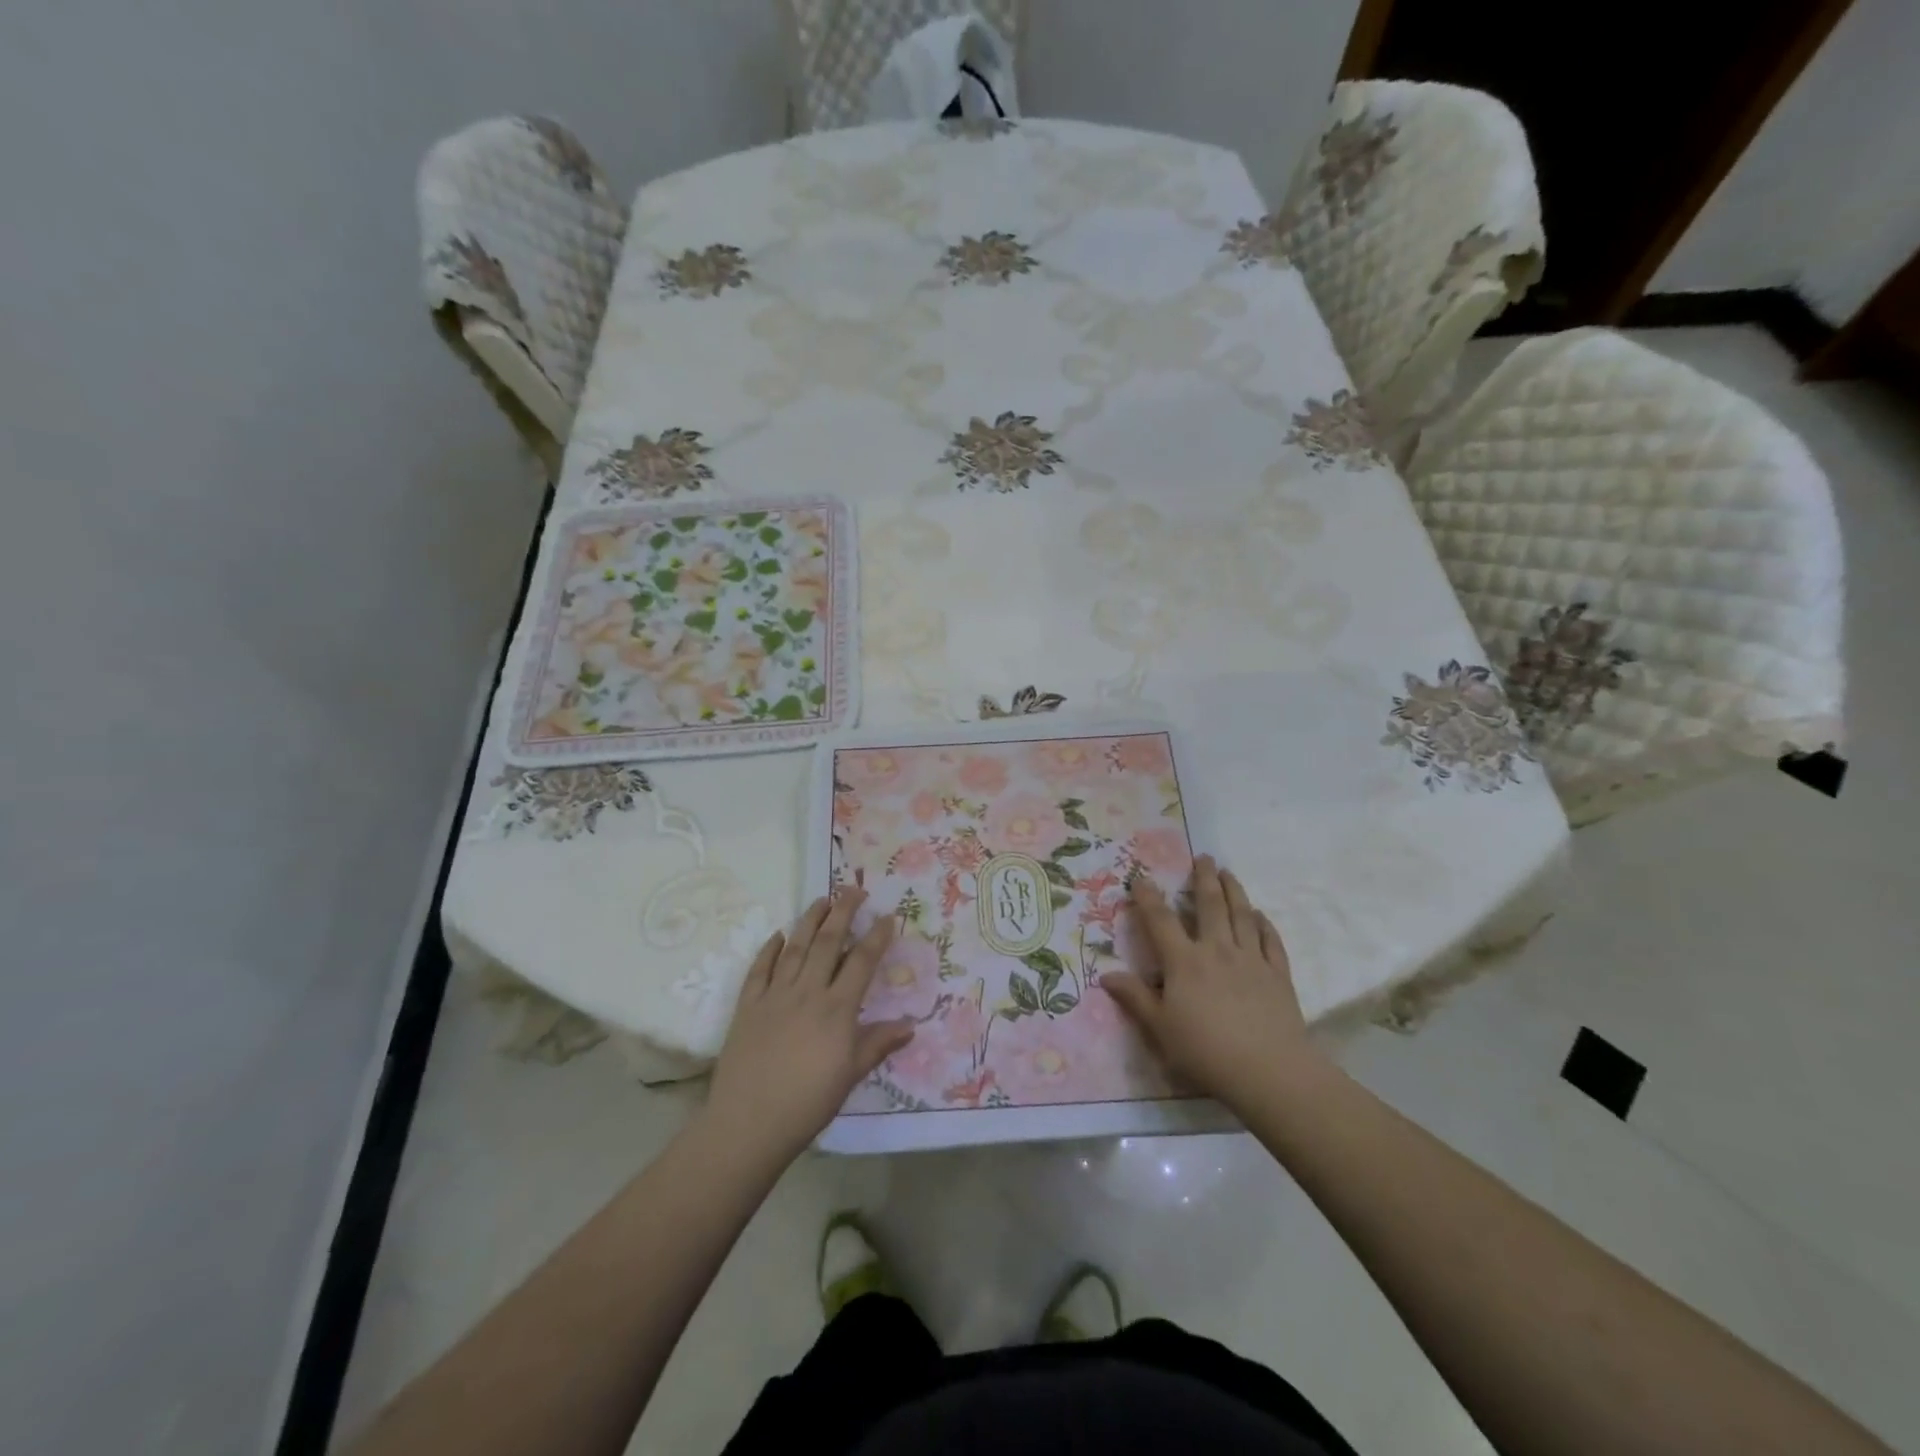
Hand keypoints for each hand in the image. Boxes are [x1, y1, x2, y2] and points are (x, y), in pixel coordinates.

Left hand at [703, 890, 914, 1163]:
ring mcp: (774, 995)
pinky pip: (760, 968)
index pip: (861, 962)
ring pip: (795, 947)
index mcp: (836, 1009)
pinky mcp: (747, 1005)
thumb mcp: (850, 1075)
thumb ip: (878, 1044)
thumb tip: (911, 1025)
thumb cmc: (807, 1103)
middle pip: (828, 942)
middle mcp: (807, 992)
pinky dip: (770, 948)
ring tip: (822, 900)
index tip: (887, 916)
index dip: (876, 937)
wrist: (748, 1123)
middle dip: (843, 912)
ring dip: (810, 920)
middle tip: (854, 889)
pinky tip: (778, 935)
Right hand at [1104, 857, 1323, 1112]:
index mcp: (1184, 962)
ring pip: (1242, 915)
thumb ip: (1135, 998)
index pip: (1160, 920)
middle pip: (1210, 905)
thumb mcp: (1160, 1029)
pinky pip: (1270, 941)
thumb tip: (1106, 975)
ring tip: (1228, 872)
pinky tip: (1259, 915)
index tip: (1140, 877)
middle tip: (1203, 857)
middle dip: (1203, 878)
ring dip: (1234, 890)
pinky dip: (1264, 924)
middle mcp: (1217, 950)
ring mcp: (1251, 959)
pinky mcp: (1277, 974)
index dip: (1148, 897)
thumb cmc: (1205, 1051)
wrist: (1268, 1070)